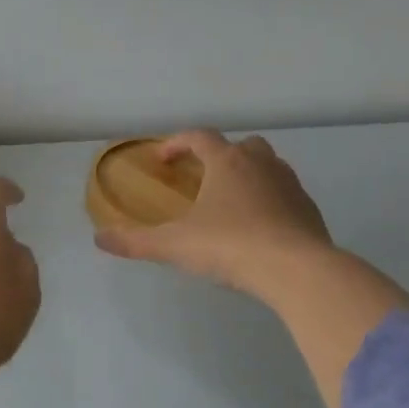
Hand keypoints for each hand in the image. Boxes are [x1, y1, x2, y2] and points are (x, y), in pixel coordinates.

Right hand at [96, 129, 408, 407]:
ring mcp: (290, 185)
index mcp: (227, 162)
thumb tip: (99, 238)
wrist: (297, 270)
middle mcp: (261, 164)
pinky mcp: (309, 210)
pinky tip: (259, 228)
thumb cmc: (230, 246)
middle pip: (241, 145)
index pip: (199, 137)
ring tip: (232, 203)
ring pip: (268, 167)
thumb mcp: (175, 245)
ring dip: (248, 176)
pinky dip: (270, 201)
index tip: (163, 159)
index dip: (178, 143)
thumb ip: (135, 241)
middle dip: (220, 156)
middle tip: (204, 177)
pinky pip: (285, 195)